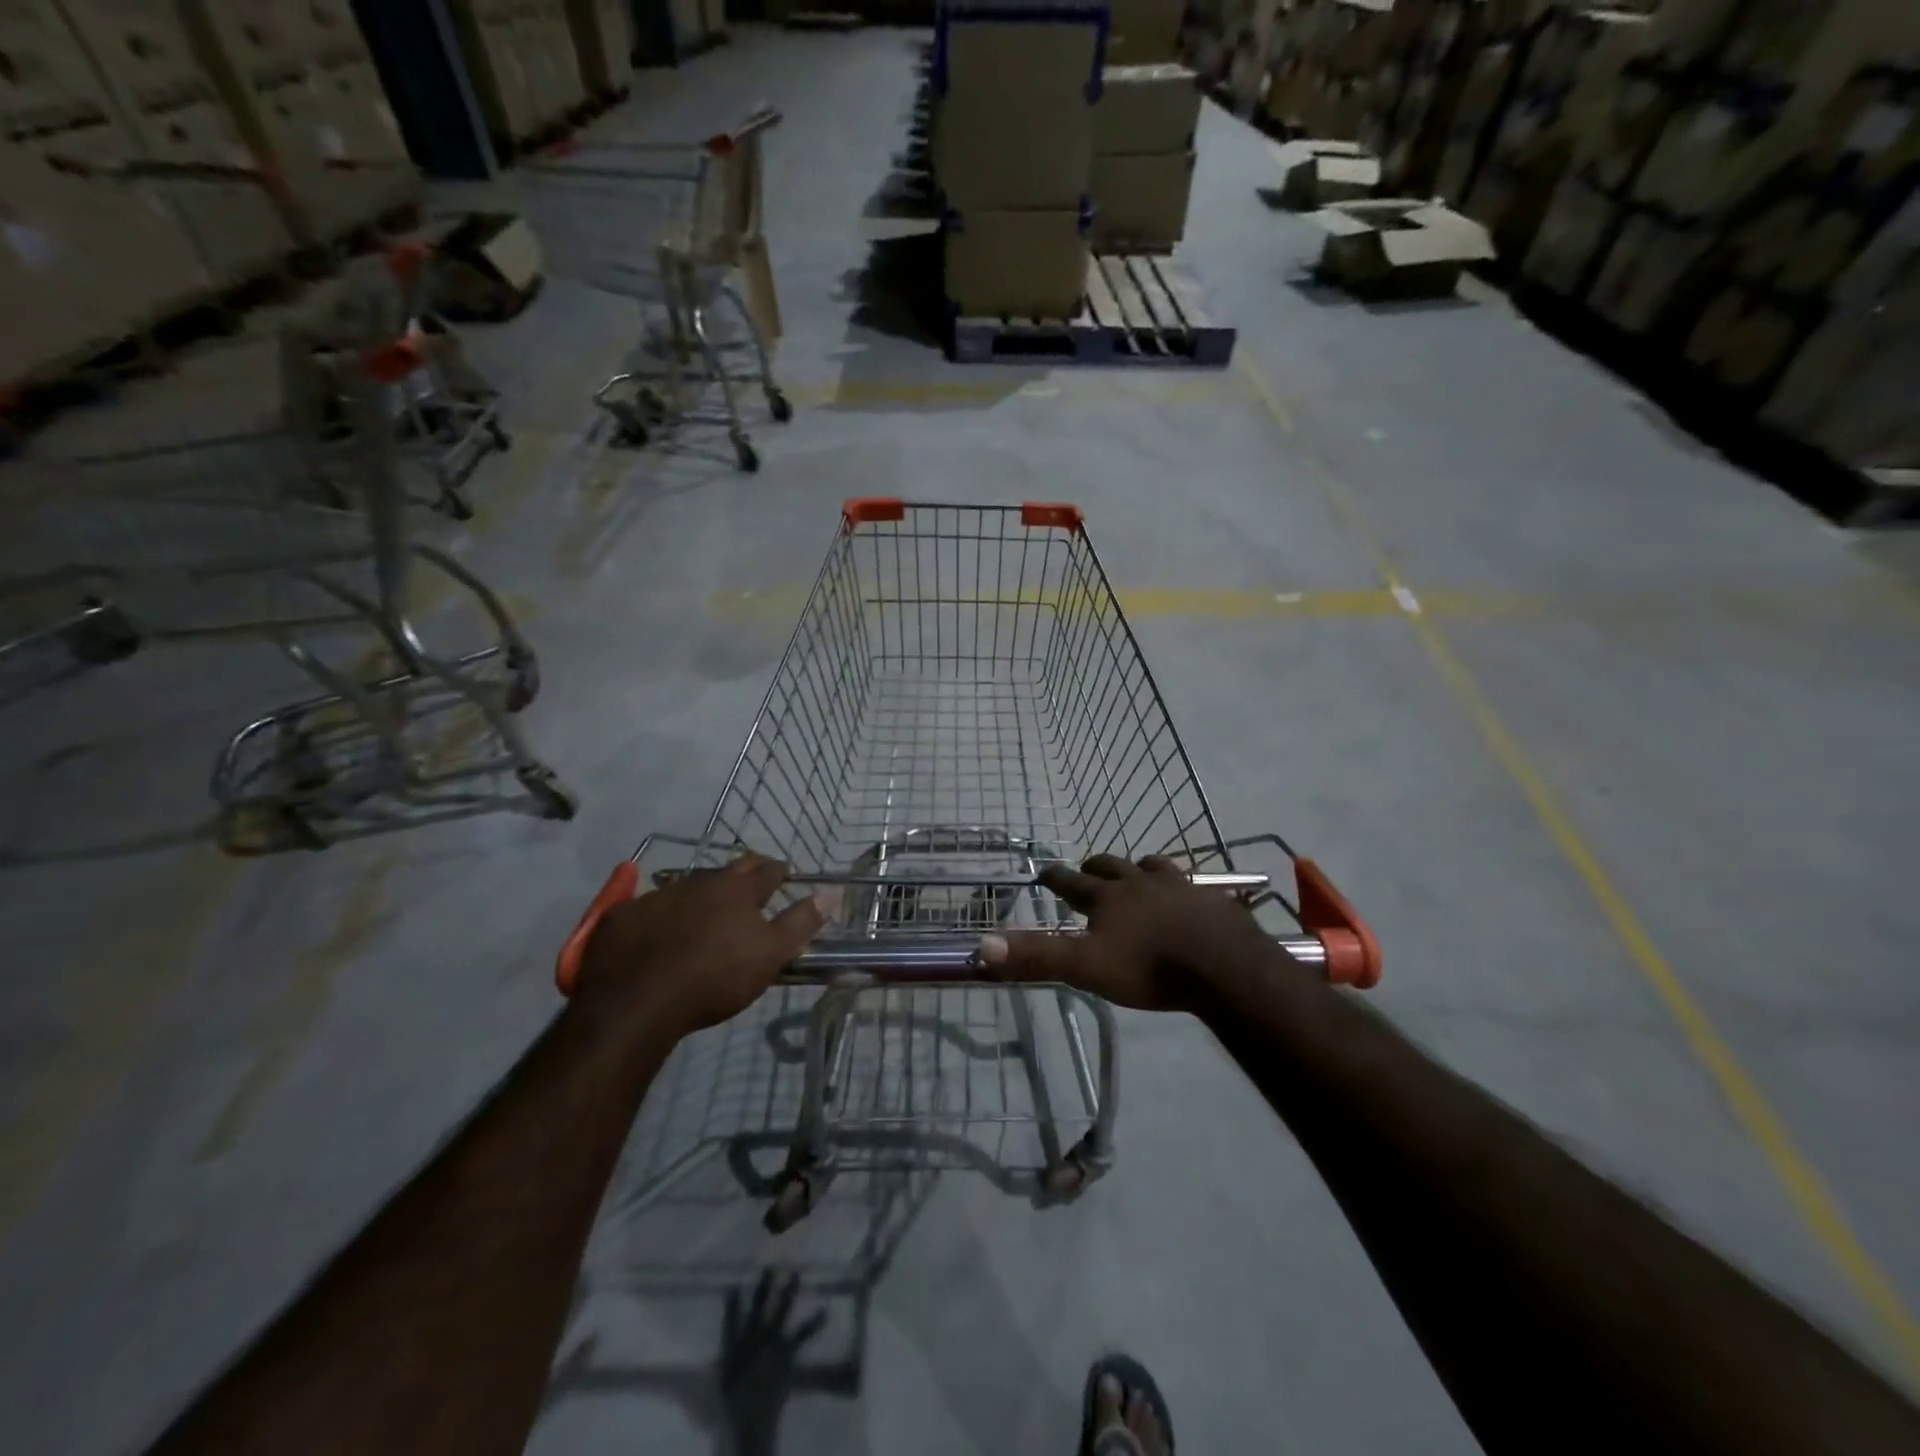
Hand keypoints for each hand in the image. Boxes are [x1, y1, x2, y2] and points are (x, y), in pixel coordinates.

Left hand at [574, 854, 826, 1034]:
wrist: (636, 1004)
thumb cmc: (714, 979)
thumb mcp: (770, 955)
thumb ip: (801, 922)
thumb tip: (832, 892)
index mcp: (737, 889)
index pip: (767, 870)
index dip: (780, 870)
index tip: (787, 873)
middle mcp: (698, 881)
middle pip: (728, 870)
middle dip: (744, 872)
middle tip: (753, 882)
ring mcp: (657, 896)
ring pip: (687, 885)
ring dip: (702, 892)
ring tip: (707, 908)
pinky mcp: (623, 917)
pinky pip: (647, 906)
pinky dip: (661, 913)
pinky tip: (659, 928)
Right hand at [977, 854, 1277, 1011]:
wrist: (1224, 967)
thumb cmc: (1150, 967)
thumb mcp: (1086, 966)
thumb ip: (1037, 957)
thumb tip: (981, 945)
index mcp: (1109, 897)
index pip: (1072, 882)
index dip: (1056, 877)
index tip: (1044, 870)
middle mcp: (1141, 883)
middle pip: (1113, 866)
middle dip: (1096, 866)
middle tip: (1088, 868)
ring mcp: (1180, 887)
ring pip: (1153, 867)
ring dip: (1139, 869)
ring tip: (1137, 873)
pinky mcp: (1212, 900)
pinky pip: (1193, 885)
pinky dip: (1182, 887)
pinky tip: (1189, 896)